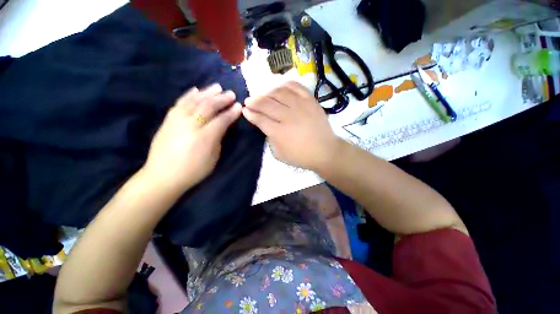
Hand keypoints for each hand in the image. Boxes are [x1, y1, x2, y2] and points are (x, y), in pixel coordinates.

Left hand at [142, 84, 241, 192]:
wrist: (162, 176)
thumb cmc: (193, 170)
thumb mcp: (213, 158)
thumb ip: (219, 139)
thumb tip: (223, 126)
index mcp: (204, 137)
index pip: (221, 120)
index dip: (231, 112)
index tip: (239, 106)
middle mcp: (190, 125)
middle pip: (208, 107)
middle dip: (221, 99)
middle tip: (231, 93)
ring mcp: (177, 121)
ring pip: (194, 101)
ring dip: (207, 92)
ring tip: (217, 87)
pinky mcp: (168, 120)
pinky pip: (179, 103)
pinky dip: (189, 95)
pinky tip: (196, 90)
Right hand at [242, 81, 340, 170]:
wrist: (325, 151)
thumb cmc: (301, 156)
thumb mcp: (280, 154)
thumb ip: (270, 139)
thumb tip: (264, 125)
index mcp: (279, 132)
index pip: (260, 119)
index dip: (250, 114)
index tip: (245, 110)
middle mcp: (288, 116)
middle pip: (266, 104)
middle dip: (254, 101)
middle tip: (249, 101)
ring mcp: (300, 106)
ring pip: (279, 93)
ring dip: (267, 93)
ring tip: (263, 96)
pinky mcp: (310, 101)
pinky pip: (296, 87)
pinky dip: (285, 85)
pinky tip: (279, 87)